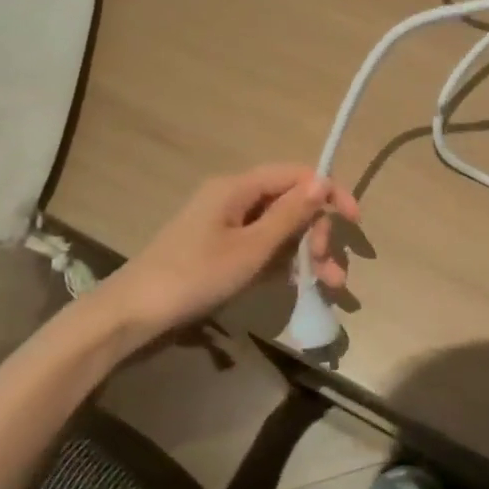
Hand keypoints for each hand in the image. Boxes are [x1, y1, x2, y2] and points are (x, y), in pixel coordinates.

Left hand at [102, 164, 359, 338]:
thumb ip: (289, 215)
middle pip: (289, 203)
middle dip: (317, 233)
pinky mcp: (219, 250)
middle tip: (330, 270)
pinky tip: (301, 286)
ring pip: (278, 229)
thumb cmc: (195, 276)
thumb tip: (322, 181)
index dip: (329, 193)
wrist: (134, 313)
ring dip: (306, 254)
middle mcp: (233, 198)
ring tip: (329, 287)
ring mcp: (225, 225)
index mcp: (237, 188)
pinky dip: (283, 264)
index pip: (296, 175)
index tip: (353, 221)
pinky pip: (262, 248)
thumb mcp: (251, 248)